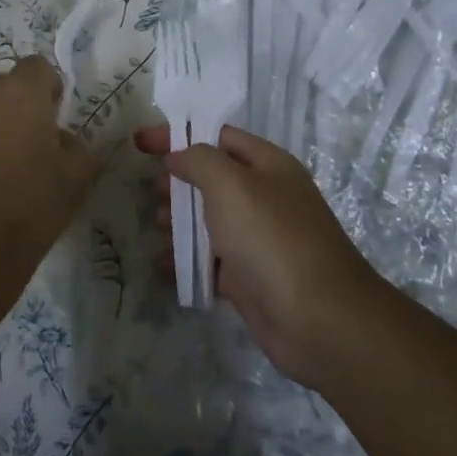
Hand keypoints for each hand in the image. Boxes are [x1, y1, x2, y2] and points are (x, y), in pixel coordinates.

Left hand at [0, 55, 98, 313]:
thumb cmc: (29, 205)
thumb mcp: (76, 177)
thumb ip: (76, 145)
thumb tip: (60, 137)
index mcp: (22, 92)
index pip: (39, 67)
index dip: (50, 88)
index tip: (55, 116)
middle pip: (7, 84)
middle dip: (21, 104)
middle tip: (33, 141)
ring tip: (6, 160)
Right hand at [134, 124, 379, 383]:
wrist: (318, 320)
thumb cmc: (271, 238)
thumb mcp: (230, 184)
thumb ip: (198, 160)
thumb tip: (177, 156)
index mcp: (268, 166)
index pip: (217, 137)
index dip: (177, 136)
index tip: (139, 143)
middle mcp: (265, 198)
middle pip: (212, 179)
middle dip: (178, 181)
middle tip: (151, 190)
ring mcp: (258, 240)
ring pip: (209, 220)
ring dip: (178, 220)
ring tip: (155, 226)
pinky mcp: (250, 278)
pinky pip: (210, 261)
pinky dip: (186, 260)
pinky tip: (162, 264)